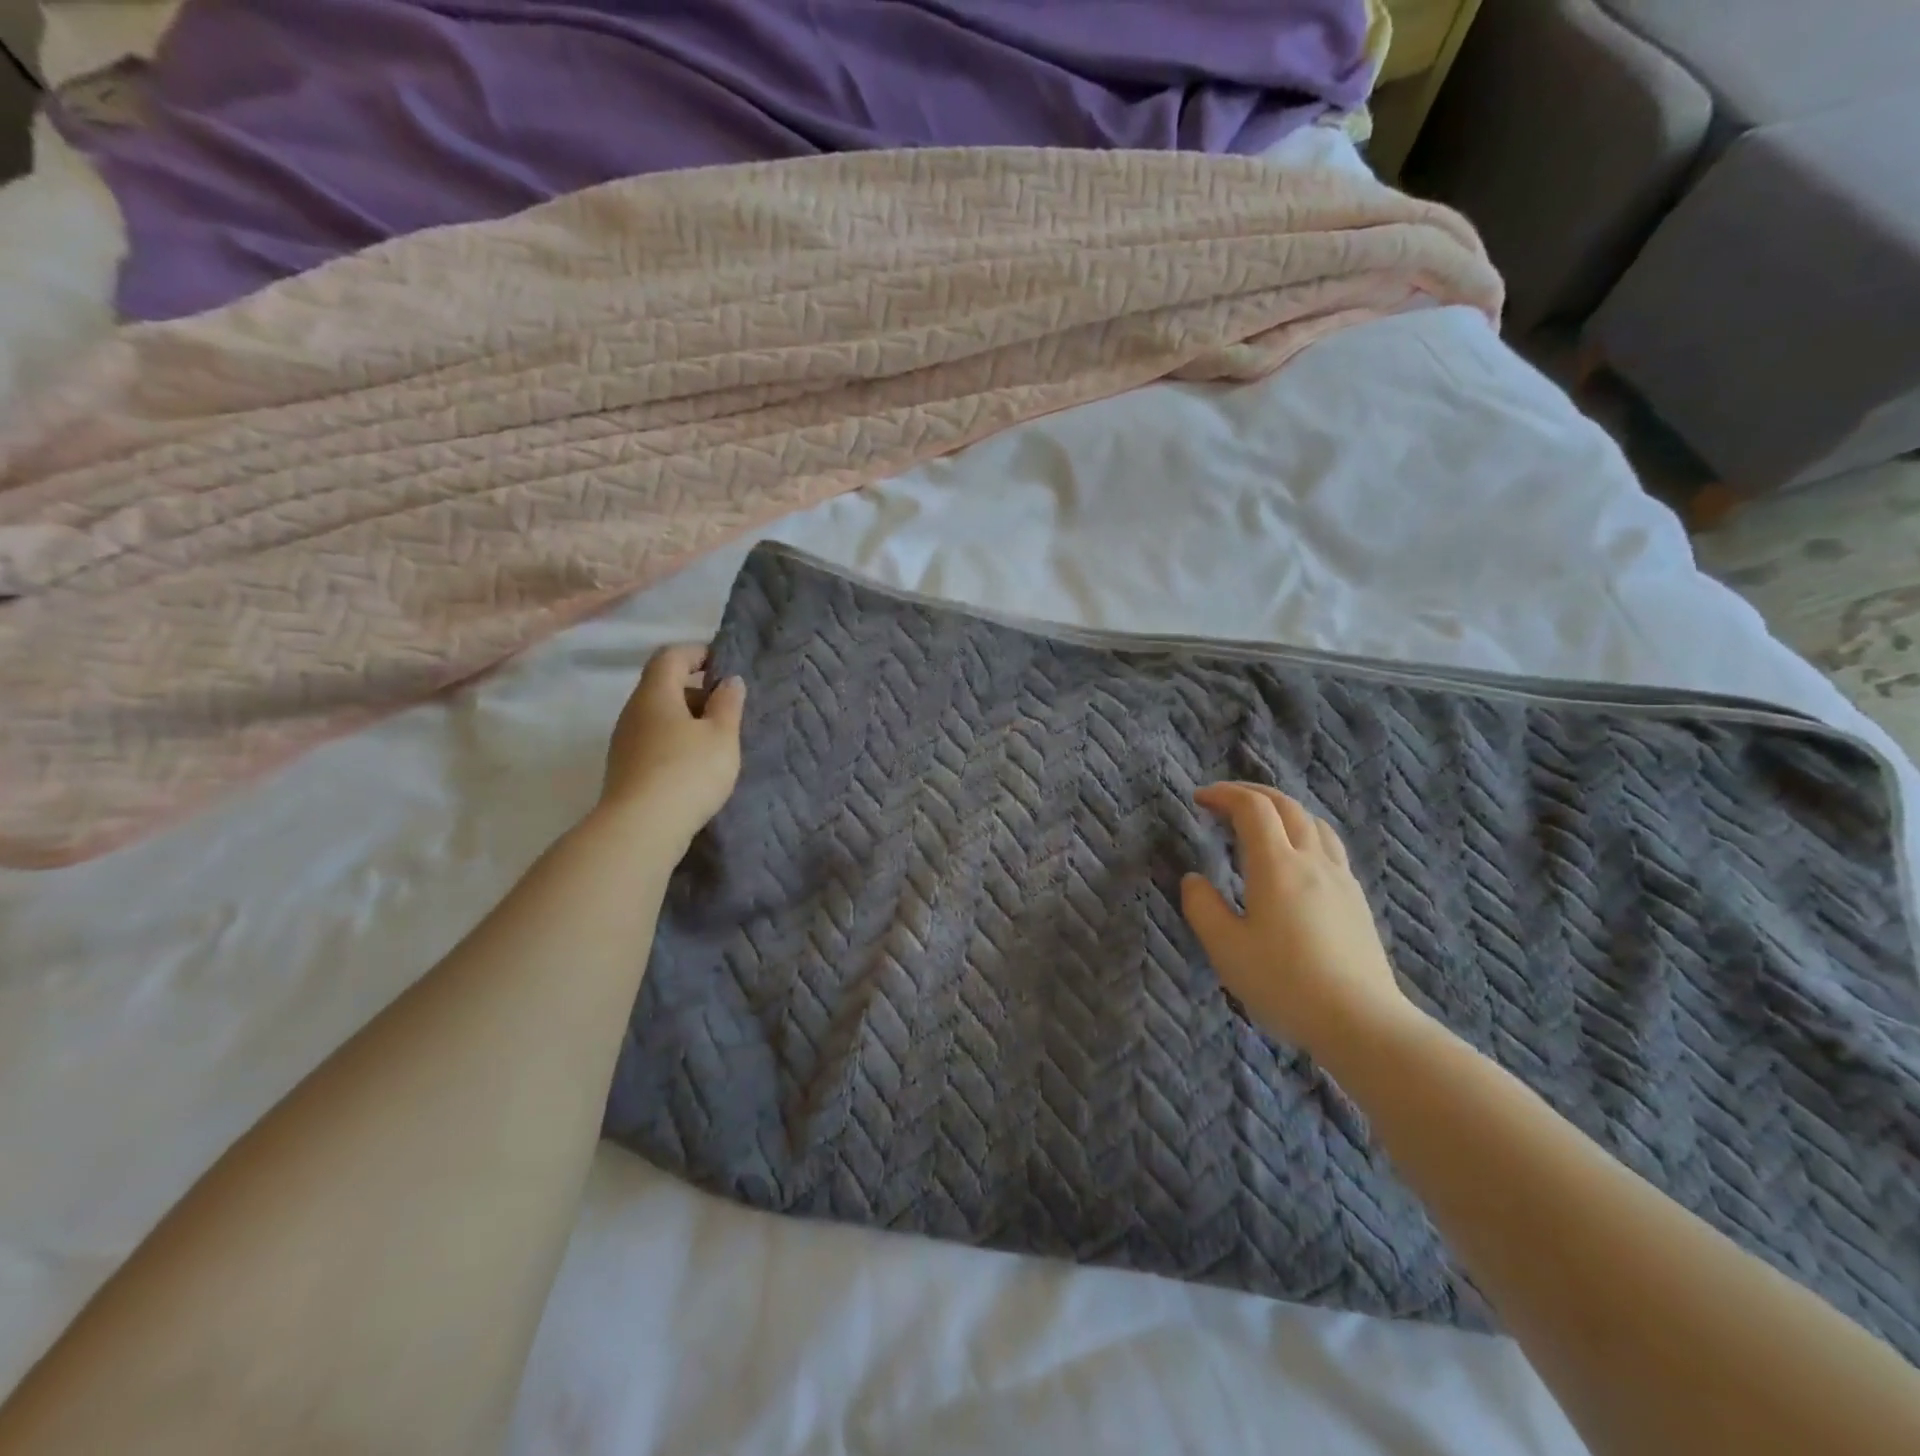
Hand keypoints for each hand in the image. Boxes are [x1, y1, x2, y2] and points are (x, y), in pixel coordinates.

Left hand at [597, 645, 745, 849]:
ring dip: (687, 719)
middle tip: (728, 707)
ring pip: (658, 716)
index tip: (725, 664)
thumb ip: (728, 704)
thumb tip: (729, 681)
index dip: (698, 653)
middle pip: (663, 685)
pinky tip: (696, 765)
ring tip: (717, 740)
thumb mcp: (722, 736)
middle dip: (696, 689)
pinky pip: (654, 740)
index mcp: (656, 693)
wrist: (641, 829)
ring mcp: (625, 741)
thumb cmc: (688, 772)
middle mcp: (634, 711)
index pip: (671, 655)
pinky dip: (676, 741)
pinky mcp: (625, 768)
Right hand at [1181, 782, 1420, 1057]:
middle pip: (1285, 805)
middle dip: (1251, 793)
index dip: (1224, 794)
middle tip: (1223, 800)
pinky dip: (1303, 831)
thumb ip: (1202, 907)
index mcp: (1276, 866)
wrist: (1361, 1022)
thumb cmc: (1284, 983)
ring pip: (1313, 822)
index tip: (1199, 798)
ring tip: (1260, 822)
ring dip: (1281, 809)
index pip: (1252, 808)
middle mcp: (1311, 861)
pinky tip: (1296, 857)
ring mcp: (1340, 878)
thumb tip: (1194, 879)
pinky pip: (1329, 845)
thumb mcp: (1226, 949)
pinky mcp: (1356, 899)